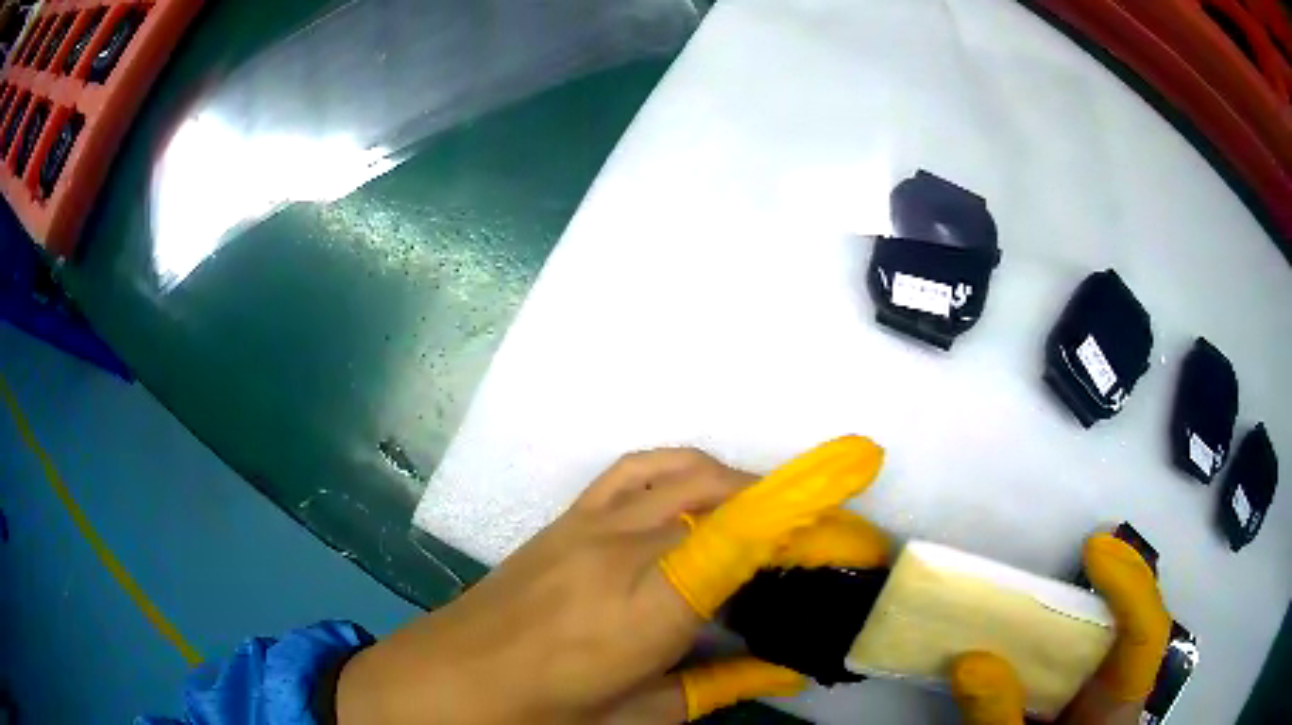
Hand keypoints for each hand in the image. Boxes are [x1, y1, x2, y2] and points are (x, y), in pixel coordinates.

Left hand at [336, 436, 885, 723]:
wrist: (447, 680)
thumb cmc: (541, 715)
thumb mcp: (641, 716)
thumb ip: (723, 686)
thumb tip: (789, 668)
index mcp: (641, 611)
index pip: (739, 540)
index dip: (807, 512)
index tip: (859, 503)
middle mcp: (618, 551)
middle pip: (725, 499)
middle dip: (792, 508)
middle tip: (827, 541)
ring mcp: (587, 524)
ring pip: (687, 473)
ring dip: (745, 483)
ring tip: (777, 519)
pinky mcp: (566, 516)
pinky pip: (638, 469)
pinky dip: (688, 469)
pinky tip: (705, 495)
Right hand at [948, 533, 1172, 724]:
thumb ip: (999, 717)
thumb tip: (970, 661)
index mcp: (1119, 704)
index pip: (1145, 634)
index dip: (1131, 584)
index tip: (1093, 549)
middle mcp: (1121, 688)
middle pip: (1138, 620)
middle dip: (1120, 578)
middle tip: (1089, 548)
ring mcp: (1106, 690)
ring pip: (1117, 632)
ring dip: (1097, 597)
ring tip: (1071, 569)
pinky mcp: (1083, 694)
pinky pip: (1089, 650)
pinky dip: (1070, 627)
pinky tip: (1043, 620)